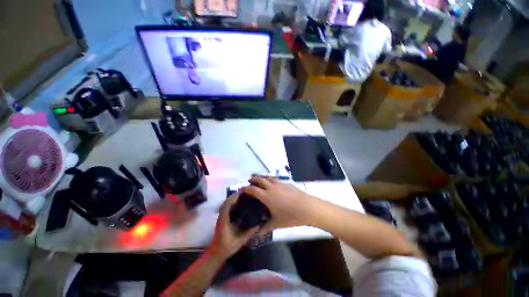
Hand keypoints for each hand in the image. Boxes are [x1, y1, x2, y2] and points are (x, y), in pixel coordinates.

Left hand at [208, 193, 258, 258]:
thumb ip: (249, 232)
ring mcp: (222, 216)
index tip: (244, 192)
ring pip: (227, 203)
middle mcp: (222, 215)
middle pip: (227, 201)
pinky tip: (240, 203)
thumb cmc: (227, 247)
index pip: (228, 204)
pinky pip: (227, 207)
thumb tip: (259, 224)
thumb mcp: (240, 240)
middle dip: (236, 195)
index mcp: (225, 219)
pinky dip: (233, 202)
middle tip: (246, 192)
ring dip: (234, 198)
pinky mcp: (223, 218)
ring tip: (244, 195)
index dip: (235, 196)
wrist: (217, 253)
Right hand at [242, 175, 318, 235]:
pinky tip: (271, 182)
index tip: (242, 189)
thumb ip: (265, 228)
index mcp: (266, 196)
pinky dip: (270, 178)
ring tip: (258, 178)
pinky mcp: (286, 183)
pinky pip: (275, 178)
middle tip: (249, 181)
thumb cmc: (290, 216)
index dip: (246, 188)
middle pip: (259, 179)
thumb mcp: (276, 223)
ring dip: (261, 177)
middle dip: (253, 179)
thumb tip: (256, 235)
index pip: (253, 190)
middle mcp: (271, 187)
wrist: (307, 207)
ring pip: (267, 177)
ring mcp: (279, 183)